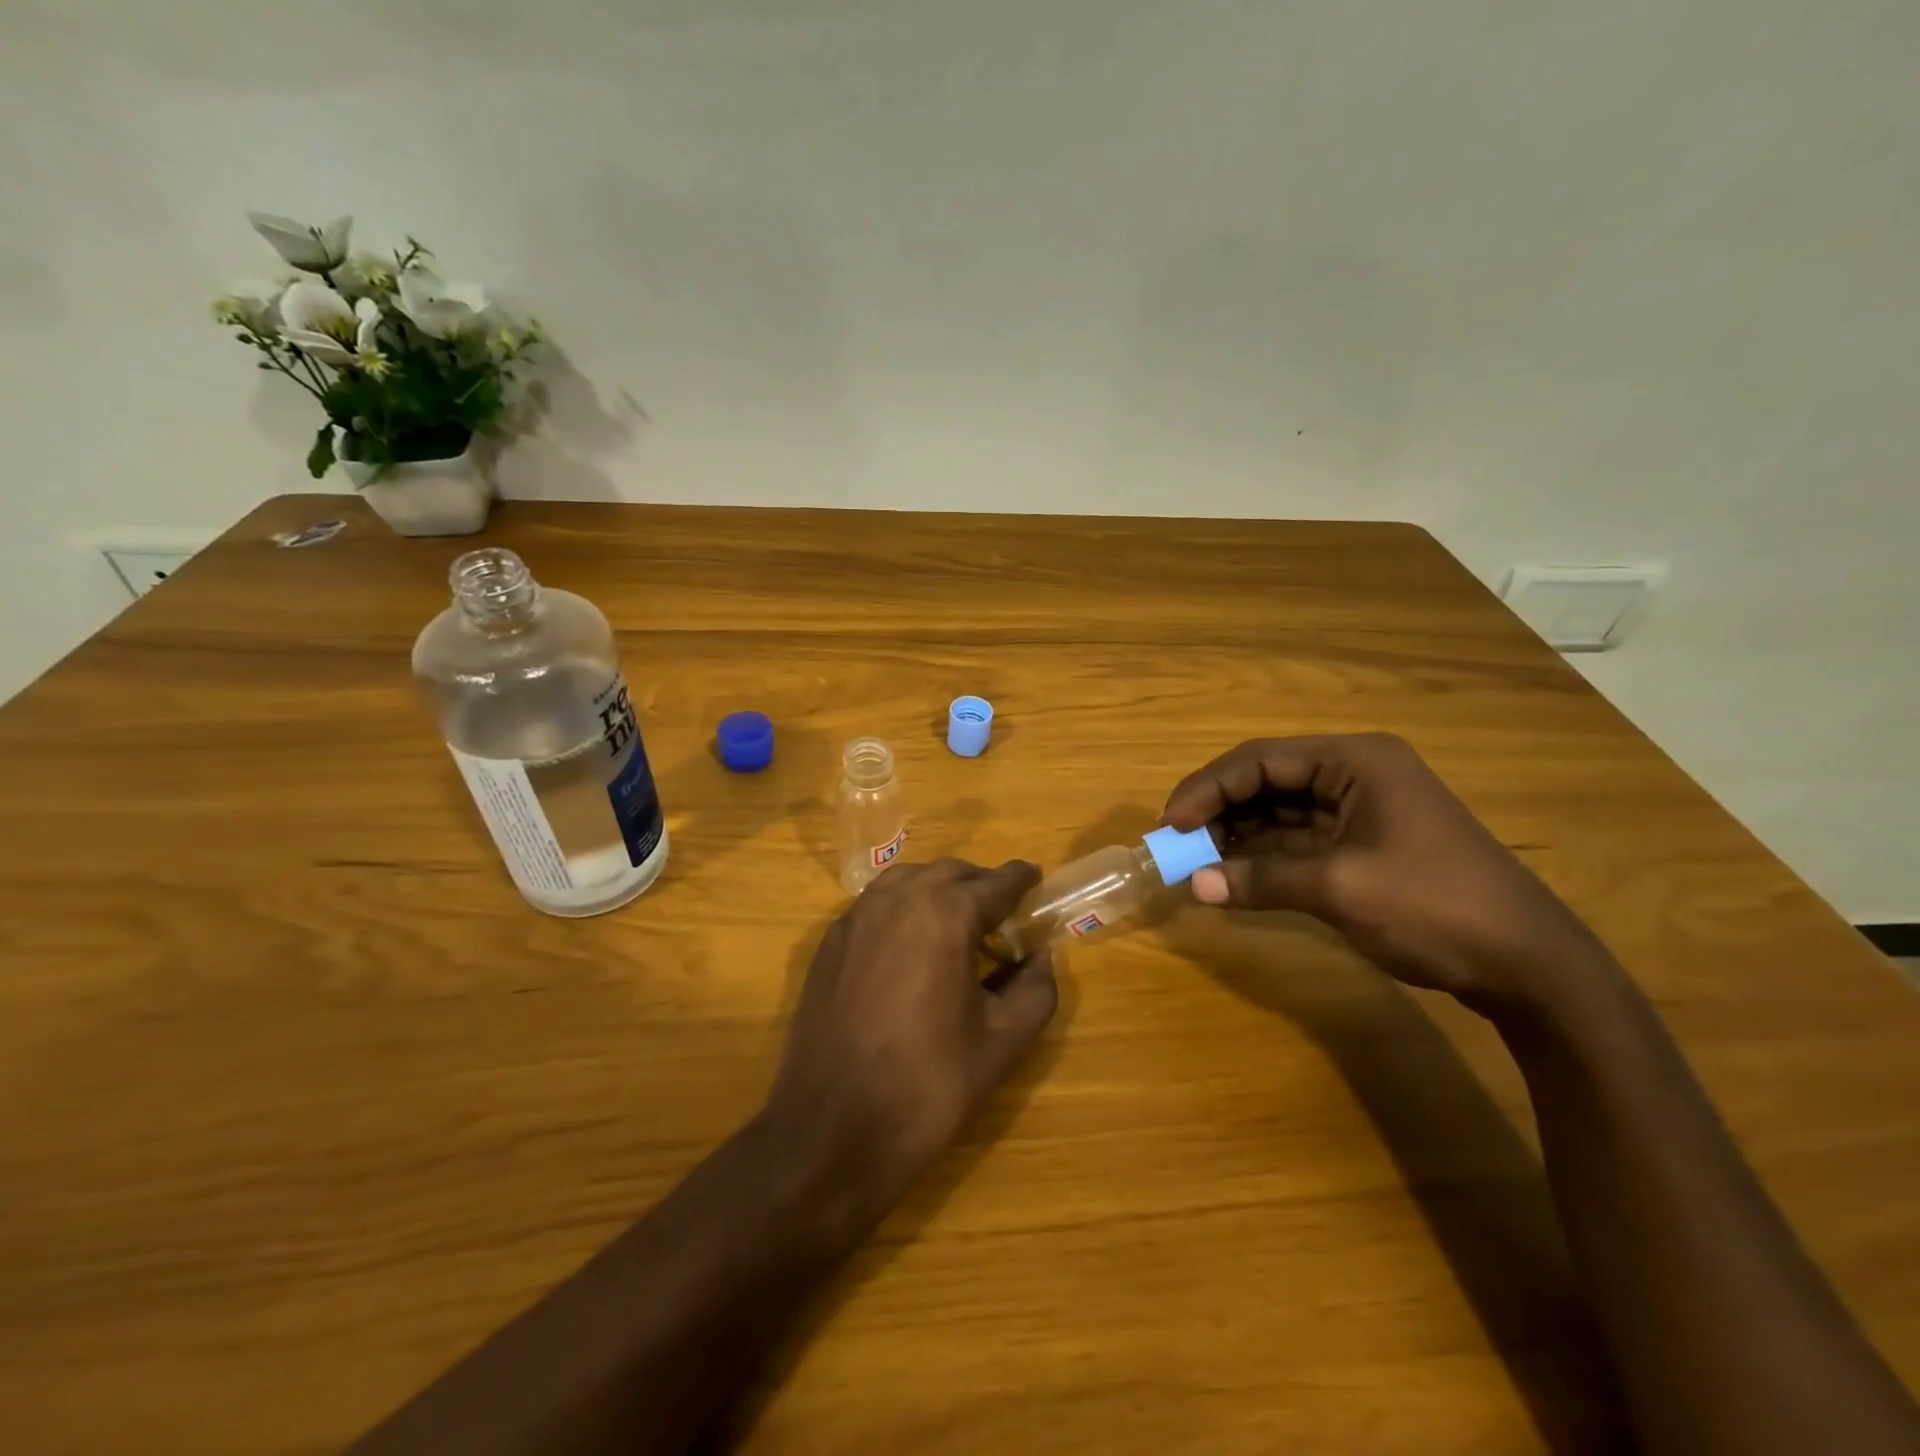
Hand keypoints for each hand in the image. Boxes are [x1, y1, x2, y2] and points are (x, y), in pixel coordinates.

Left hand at [762, 858, 1057, 1238]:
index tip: (1036, 878)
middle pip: (950, 872)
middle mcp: (897, 900)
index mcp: (944, 915)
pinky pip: (876, 903)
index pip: (995, 883)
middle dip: (980, 884)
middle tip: (1002, 913)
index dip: (1020, 879)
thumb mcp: (1002, 1043)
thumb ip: (1036, 990)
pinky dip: (903, 906)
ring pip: (908, 879)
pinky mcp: (830, 942)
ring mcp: (856, 917)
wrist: (832, 1131)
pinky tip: (911, 942)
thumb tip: (1041, 957)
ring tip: (958, 923)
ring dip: (939, 889)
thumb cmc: (927, 1086)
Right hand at [1162, 733, 1608, 1012]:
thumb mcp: (1340, 889)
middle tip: (1178, 843)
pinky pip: (1298, 837)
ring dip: (1239, 833)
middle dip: (1220, 809)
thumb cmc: (1434, 906)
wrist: (1529, 965)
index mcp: (1355, 761)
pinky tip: (1235, 873)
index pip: (1261, 760)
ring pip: (1280, 809)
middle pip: (1267, 779)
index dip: (1208, 788)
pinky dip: (1265, 854)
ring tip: (1199, 861)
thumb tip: (1195, 885)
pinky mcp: (1365, 843)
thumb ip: (1261, 879)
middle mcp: (1355, 773)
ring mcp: (1362, 808)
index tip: (1171, 824)